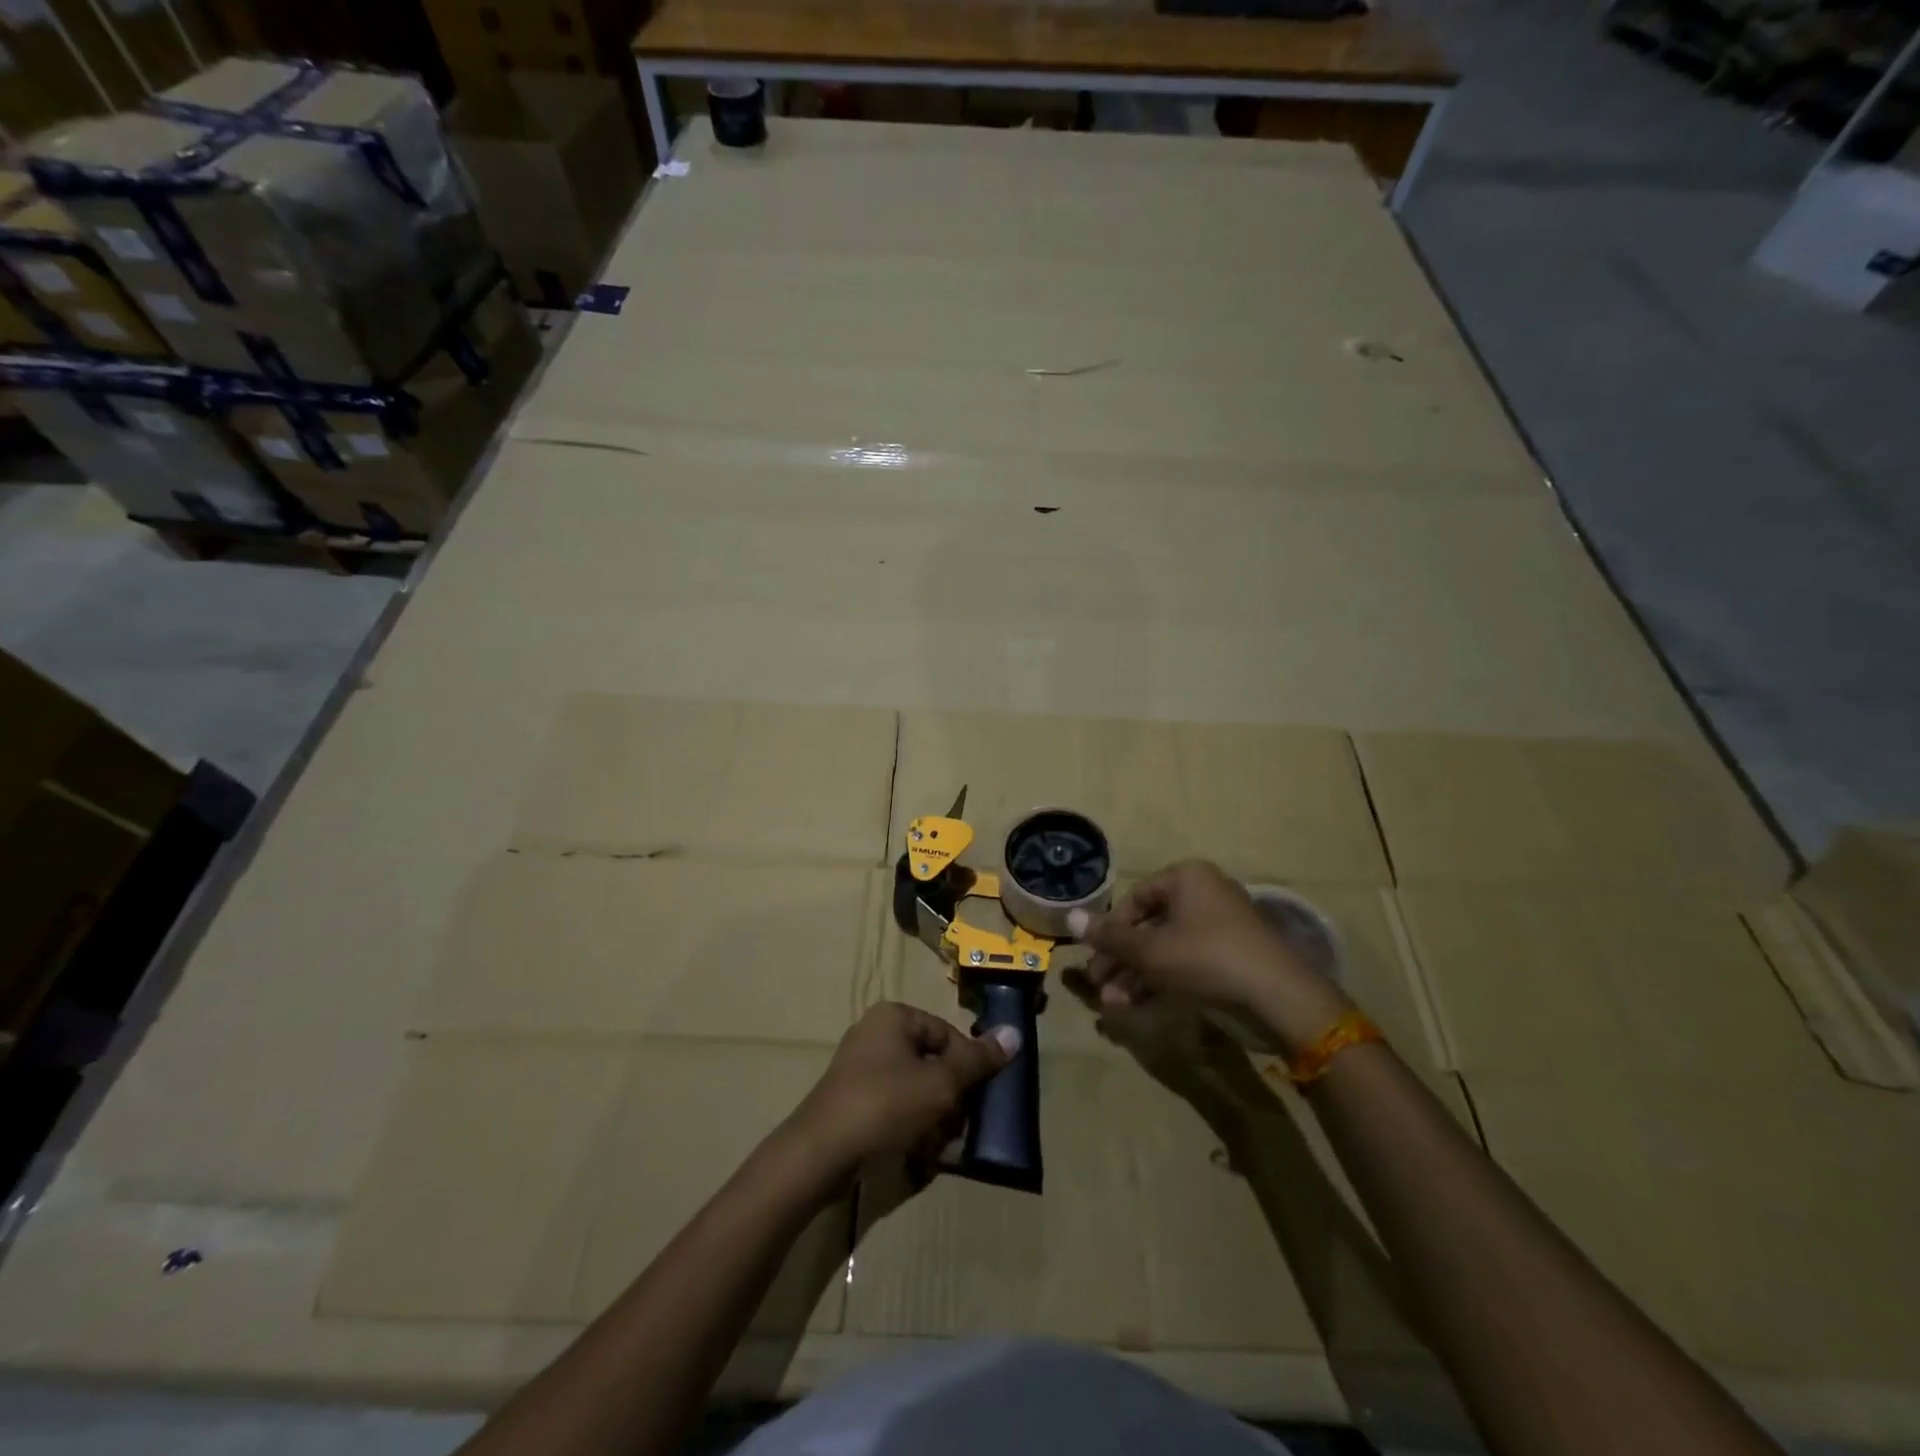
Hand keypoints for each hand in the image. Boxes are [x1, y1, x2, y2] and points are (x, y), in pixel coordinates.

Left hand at [784, 1003, 1016, 1180]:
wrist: (820, 1154)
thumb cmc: (885, 1105)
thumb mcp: (940, 1083)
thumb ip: (978, 1061)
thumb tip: (1015, 1033)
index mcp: (894, 1017)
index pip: (947, 1034)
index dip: (967, 1066)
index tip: (976, 1098)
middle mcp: (875, 1034)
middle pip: (931, 1062)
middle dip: (950, 1096)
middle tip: (957, 1126)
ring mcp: (860, 1069)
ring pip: (915, 1088)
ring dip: (933, 1116)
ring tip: (939, 1145)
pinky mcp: (852, 1101)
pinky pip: (893, 1107)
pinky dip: (910, 1126)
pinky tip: (918, 1153)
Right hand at [1071, 860, 1351, 1055]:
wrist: (1279, 998)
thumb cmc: (1207, 959)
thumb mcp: (1151, 950)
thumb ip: (1109, 937)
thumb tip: (1068, 917)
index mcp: (1187, 879)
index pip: (1135, 897)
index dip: (1111, 928)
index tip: (1095, 956)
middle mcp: (1205, 895)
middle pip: (1149, 925)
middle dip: (1121, 959)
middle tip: (1099, 985)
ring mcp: (1222, 928)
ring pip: (1166, 949)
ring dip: (1137, 976)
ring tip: (1115, 1005)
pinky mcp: (1233, 959)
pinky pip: (1188, 964)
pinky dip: (1163, 983)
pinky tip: (1140, 1009)